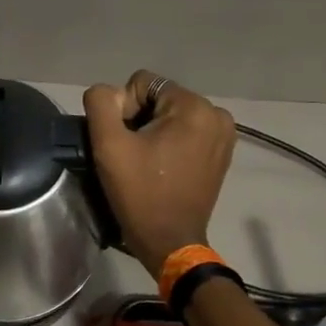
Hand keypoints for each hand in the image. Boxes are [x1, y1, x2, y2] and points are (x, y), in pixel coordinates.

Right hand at [83, 70, 235, 274]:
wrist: (170, 241)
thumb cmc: (139, 193)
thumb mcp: (108, 145)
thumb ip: (102, 103)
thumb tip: (109, 94)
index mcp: (194, 107)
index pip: (142, 83)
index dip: (124, 110)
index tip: (125, 144)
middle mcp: (217, 113)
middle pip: (159, 97)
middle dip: (141, 120)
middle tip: (133, 155)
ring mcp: (224, 134)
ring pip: (172, 114)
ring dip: (154, 132)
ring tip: (147, 162)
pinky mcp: (223, 152)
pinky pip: (187, 131)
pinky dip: (171, 142)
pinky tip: (162, 166)